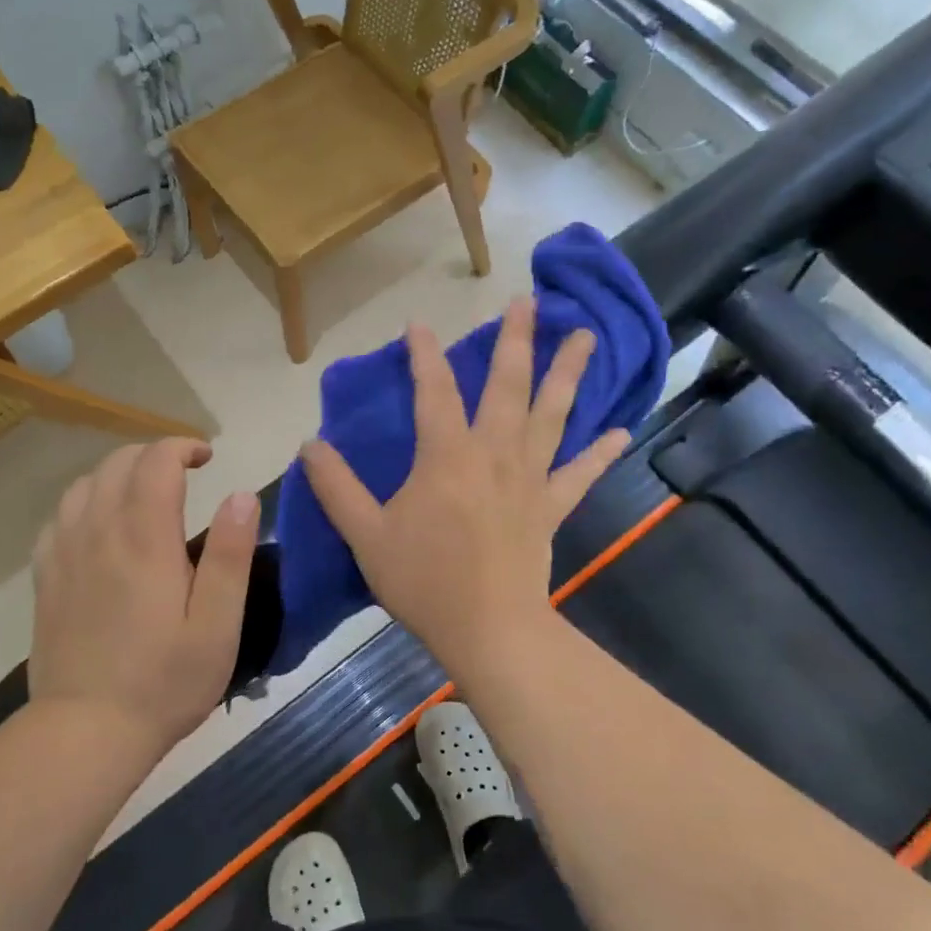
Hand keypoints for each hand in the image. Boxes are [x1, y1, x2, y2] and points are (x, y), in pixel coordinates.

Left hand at [30, 439, 259, 753]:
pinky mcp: (46, 578)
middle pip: (118, 464)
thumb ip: (230, 556)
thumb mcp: (218, 625)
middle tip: (184, 474)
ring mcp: (65, 554)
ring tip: (145, 493)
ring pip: (85, 484)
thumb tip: (240, 495)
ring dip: (119, 474)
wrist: (86, 733)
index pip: (155, 462)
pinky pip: (60, 517)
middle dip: (153, 455)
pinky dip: (86, 502)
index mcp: (145, 540)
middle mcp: (99, 533)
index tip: (207, 458)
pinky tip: (102, 525)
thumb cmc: (164, 682)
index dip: (181, 446)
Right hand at [299, 297, 628, 671]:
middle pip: (507, 386)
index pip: (433, 390)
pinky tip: (621, 430)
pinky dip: (600, 453)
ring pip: (552, 415)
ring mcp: (529, 478)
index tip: (419, 324)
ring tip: (586, 337)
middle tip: (529, 301)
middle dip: (516, 340)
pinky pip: (580, 474)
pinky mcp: (551, 507)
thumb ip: (336, 487)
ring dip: (568, 374)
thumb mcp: (365, 534)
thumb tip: (309, 444)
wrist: (487, 629)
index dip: (424, 354)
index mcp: (446, 455)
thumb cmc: (424, 580)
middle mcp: (493, 453)